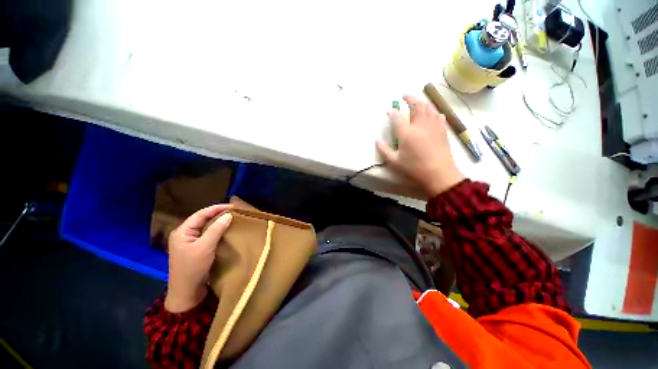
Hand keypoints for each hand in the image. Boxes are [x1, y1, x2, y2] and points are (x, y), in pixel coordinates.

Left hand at [165, 204, 232, 312]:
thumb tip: (228, 215)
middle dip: (218, 214)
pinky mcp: (196, 248)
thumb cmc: (193, 267)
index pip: (200, 214)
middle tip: (234, 211)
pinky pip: (207, 234)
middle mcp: (185, 234)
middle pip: (202, 219)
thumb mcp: (205, 247)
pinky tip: (226, 230)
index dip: (216, 208)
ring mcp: (190, 241)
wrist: (186, 291)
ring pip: (205, 227)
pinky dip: (217, 230)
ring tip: (232, 218)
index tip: (232, 206)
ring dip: (218, 222)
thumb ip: (216, 229)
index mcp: (182, 231)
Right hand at [376, 95, 463, 196]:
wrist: (439, 174)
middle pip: (416, 106)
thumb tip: (377, 140)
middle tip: (404, 95)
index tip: (389, 111)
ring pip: (429, 108)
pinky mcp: (442, 131)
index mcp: (407, 133)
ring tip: (417, 101)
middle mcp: (420, 126)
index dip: (393, 113)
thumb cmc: (414, 168)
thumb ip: (384, 150)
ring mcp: (433, 127)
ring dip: (422, 102)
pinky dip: (435, 111)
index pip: (398, 117)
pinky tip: (433, 112)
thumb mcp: (394, 162)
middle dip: (410, 99)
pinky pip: (439, 116)